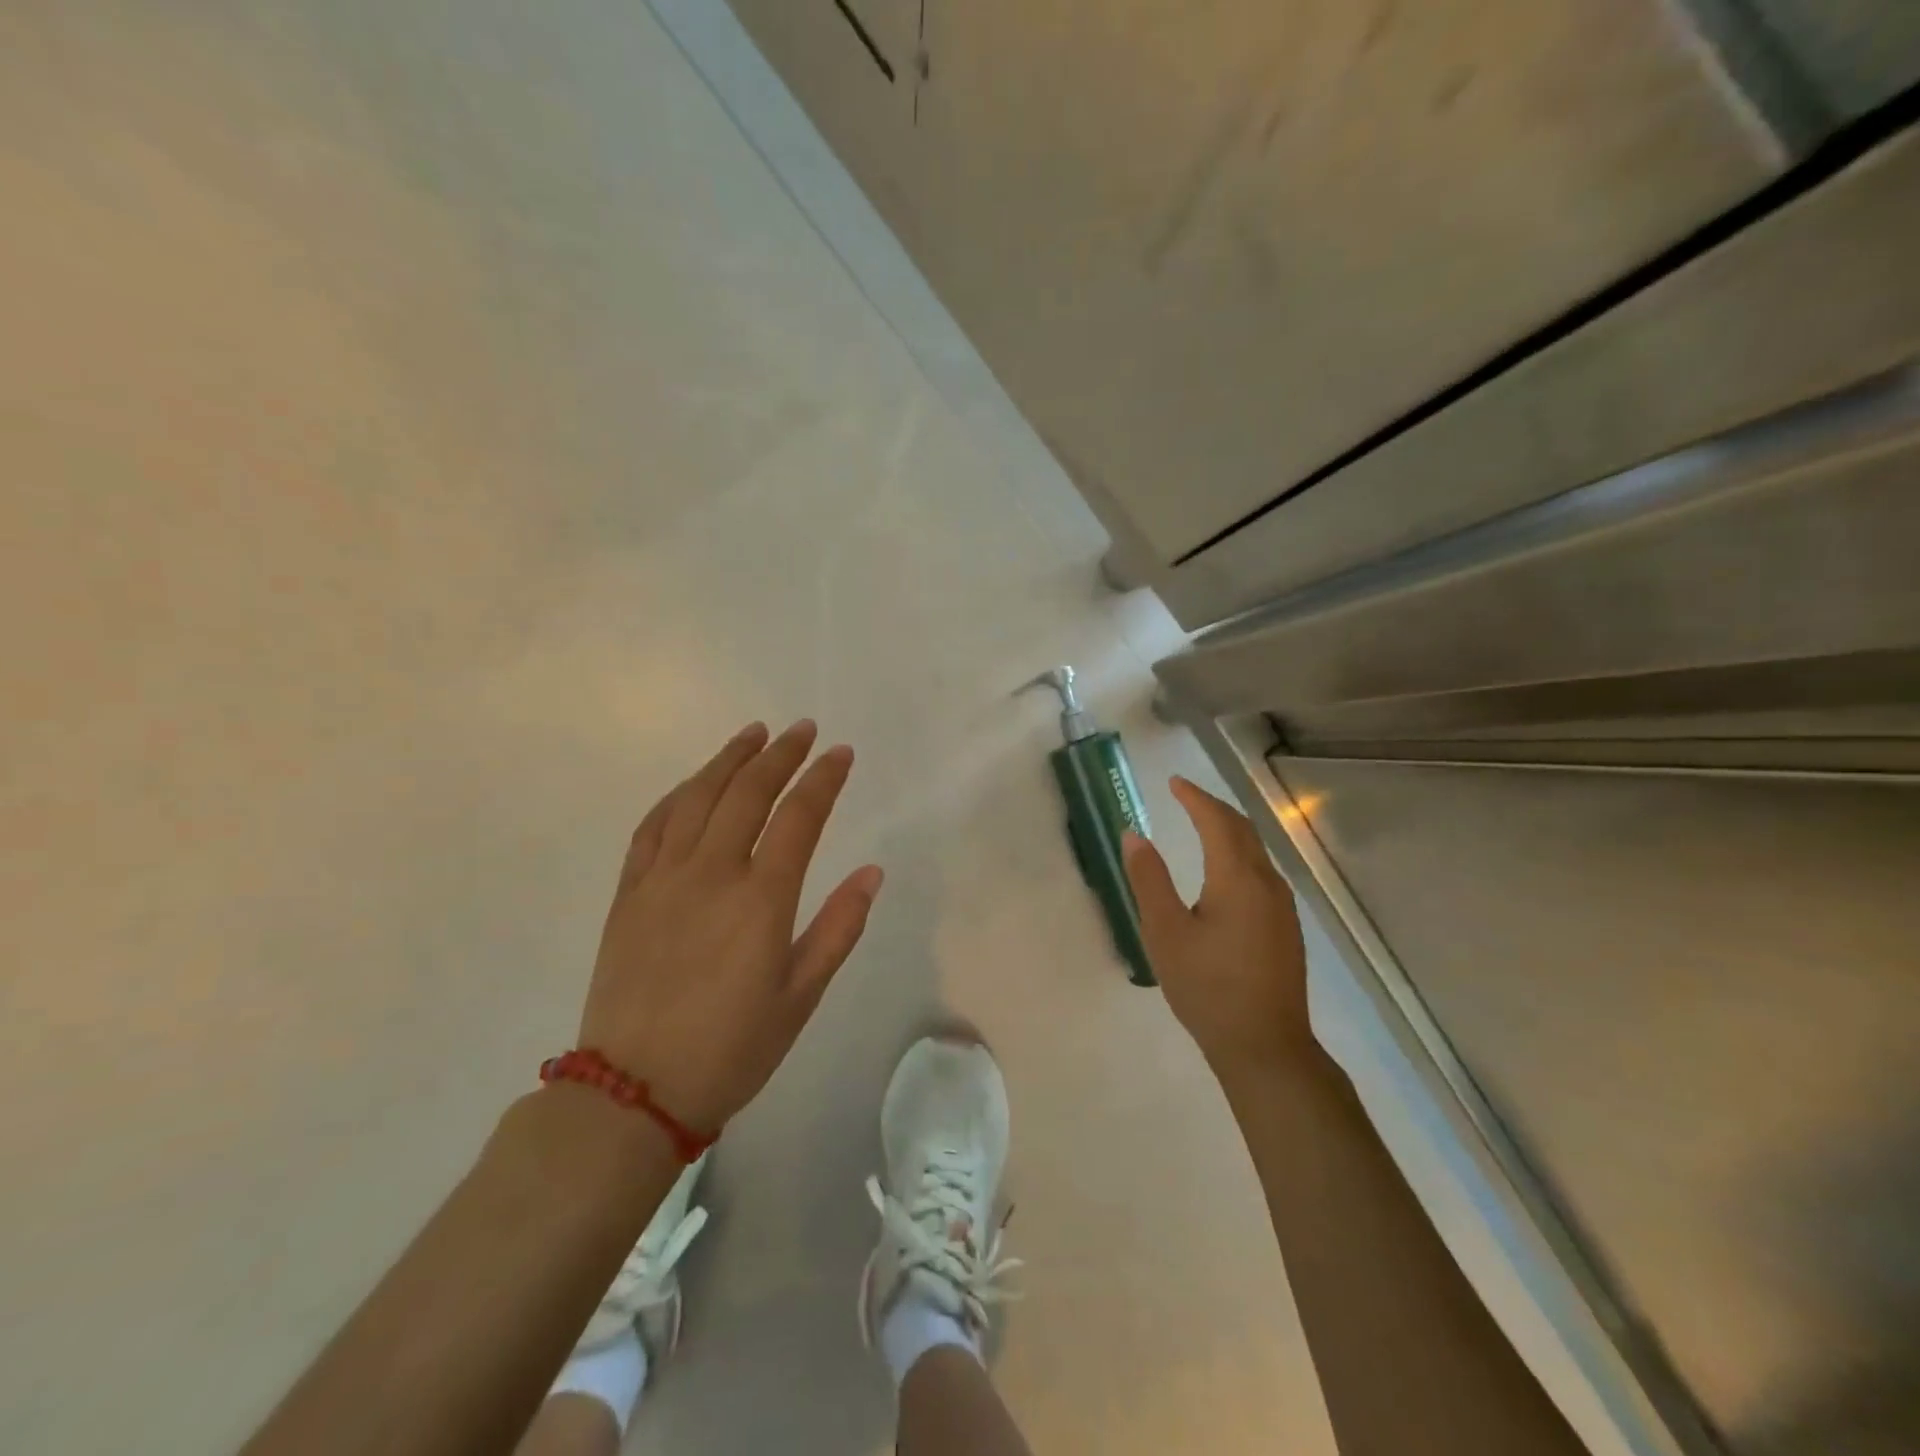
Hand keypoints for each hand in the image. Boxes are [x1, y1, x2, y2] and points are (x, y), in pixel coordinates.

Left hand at [578, 720, 883, 1132]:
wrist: (634, 1092)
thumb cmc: (731, 1049)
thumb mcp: (801, 996)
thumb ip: (838, 928)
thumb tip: (871, 872)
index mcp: (761, 899)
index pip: (800, 817)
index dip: (823, 779)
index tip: (841, 753)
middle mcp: (711, 873)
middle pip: (748, 792)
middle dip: (781, 754)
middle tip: (803, 730)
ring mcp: (663, 878)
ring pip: (698, 797)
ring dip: (729, 759)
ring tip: (754, 734)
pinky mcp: (629, 892)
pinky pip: (653, 826)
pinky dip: (679, 794)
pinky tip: (695, 782)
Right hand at [1123, 776, 1313, 1075]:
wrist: (1265, 1046)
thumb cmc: (1207, 987)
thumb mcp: (1165, 933)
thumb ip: (1149, 879)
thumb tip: (1134, 835)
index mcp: (1237, 879)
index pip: (1217, 821)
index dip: (1195, 798)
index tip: (1174, 783)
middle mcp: (1267, 884)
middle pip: (1243, 830)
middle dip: (1214, 808)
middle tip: (1186, 797)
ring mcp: (1282, 907)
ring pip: (1256, 852)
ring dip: (1230, 830)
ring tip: (1202, 825)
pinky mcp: (1286, 928)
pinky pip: (1262, 873)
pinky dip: (1240, 855)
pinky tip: (1225, 873)